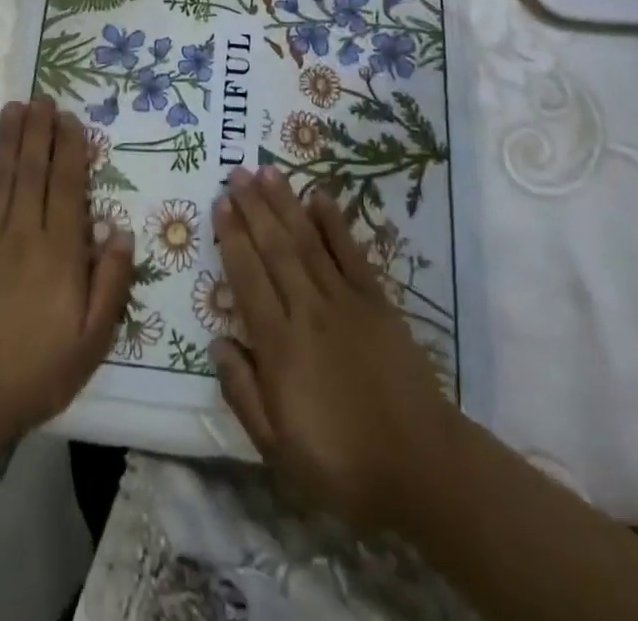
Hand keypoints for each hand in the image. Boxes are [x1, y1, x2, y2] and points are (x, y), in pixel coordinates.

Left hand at [0, 98, 134, 452]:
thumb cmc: (39, 370)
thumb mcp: (93, 339)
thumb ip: (111, 283)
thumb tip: (122, 231)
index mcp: (60, 252)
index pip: (66, 186)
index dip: (70, 148)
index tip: (71, 119)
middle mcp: (24, 234)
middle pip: (32, 170)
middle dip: (38, 131)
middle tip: (42, 98)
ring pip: (1, 177)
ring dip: (8, 139)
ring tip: (14, 107)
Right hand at [211, 167, 461, 535]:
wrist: (420, 465)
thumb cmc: (341, 462)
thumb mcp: (277, 447)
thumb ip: (242, 392)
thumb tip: (217, 342)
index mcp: (279, 345)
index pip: (247, 278)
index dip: (232, 237)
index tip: (220, 204)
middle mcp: (307, 310)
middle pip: (274, 248)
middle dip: (253, 207)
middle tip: (236, 173)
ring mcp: (344, 300)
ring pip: (307, 240)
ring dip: (285, 203)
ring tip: (267, 171)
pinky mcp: (376, 300)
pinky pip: (350, 252)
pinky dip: (334, 222)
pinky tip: (319, 196)